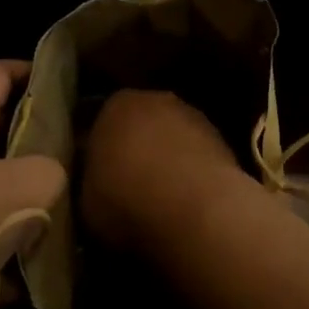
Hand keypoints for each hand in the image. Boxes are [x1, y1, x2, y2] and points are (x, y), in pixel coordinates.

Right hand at [82, 89, 246, 252]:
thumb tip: (99, 181)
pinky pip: (197, 153)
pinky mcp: (222, 138)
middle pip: (141, 122)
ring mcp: (192, 115)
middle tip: (131, 184)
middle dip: (137, 146)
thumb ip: (92, 179)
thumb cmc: (127, 202)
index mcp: (115, 105)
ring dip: (168, 156)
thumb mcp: (87, 200)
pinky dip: (192, 170)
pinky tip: (188, 199)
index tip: (101, 177)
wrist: (194, 210)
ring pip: (172, 135)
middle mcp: (155, 98)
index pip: (102, 122)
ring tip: (163, 196)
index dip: (102, 151)